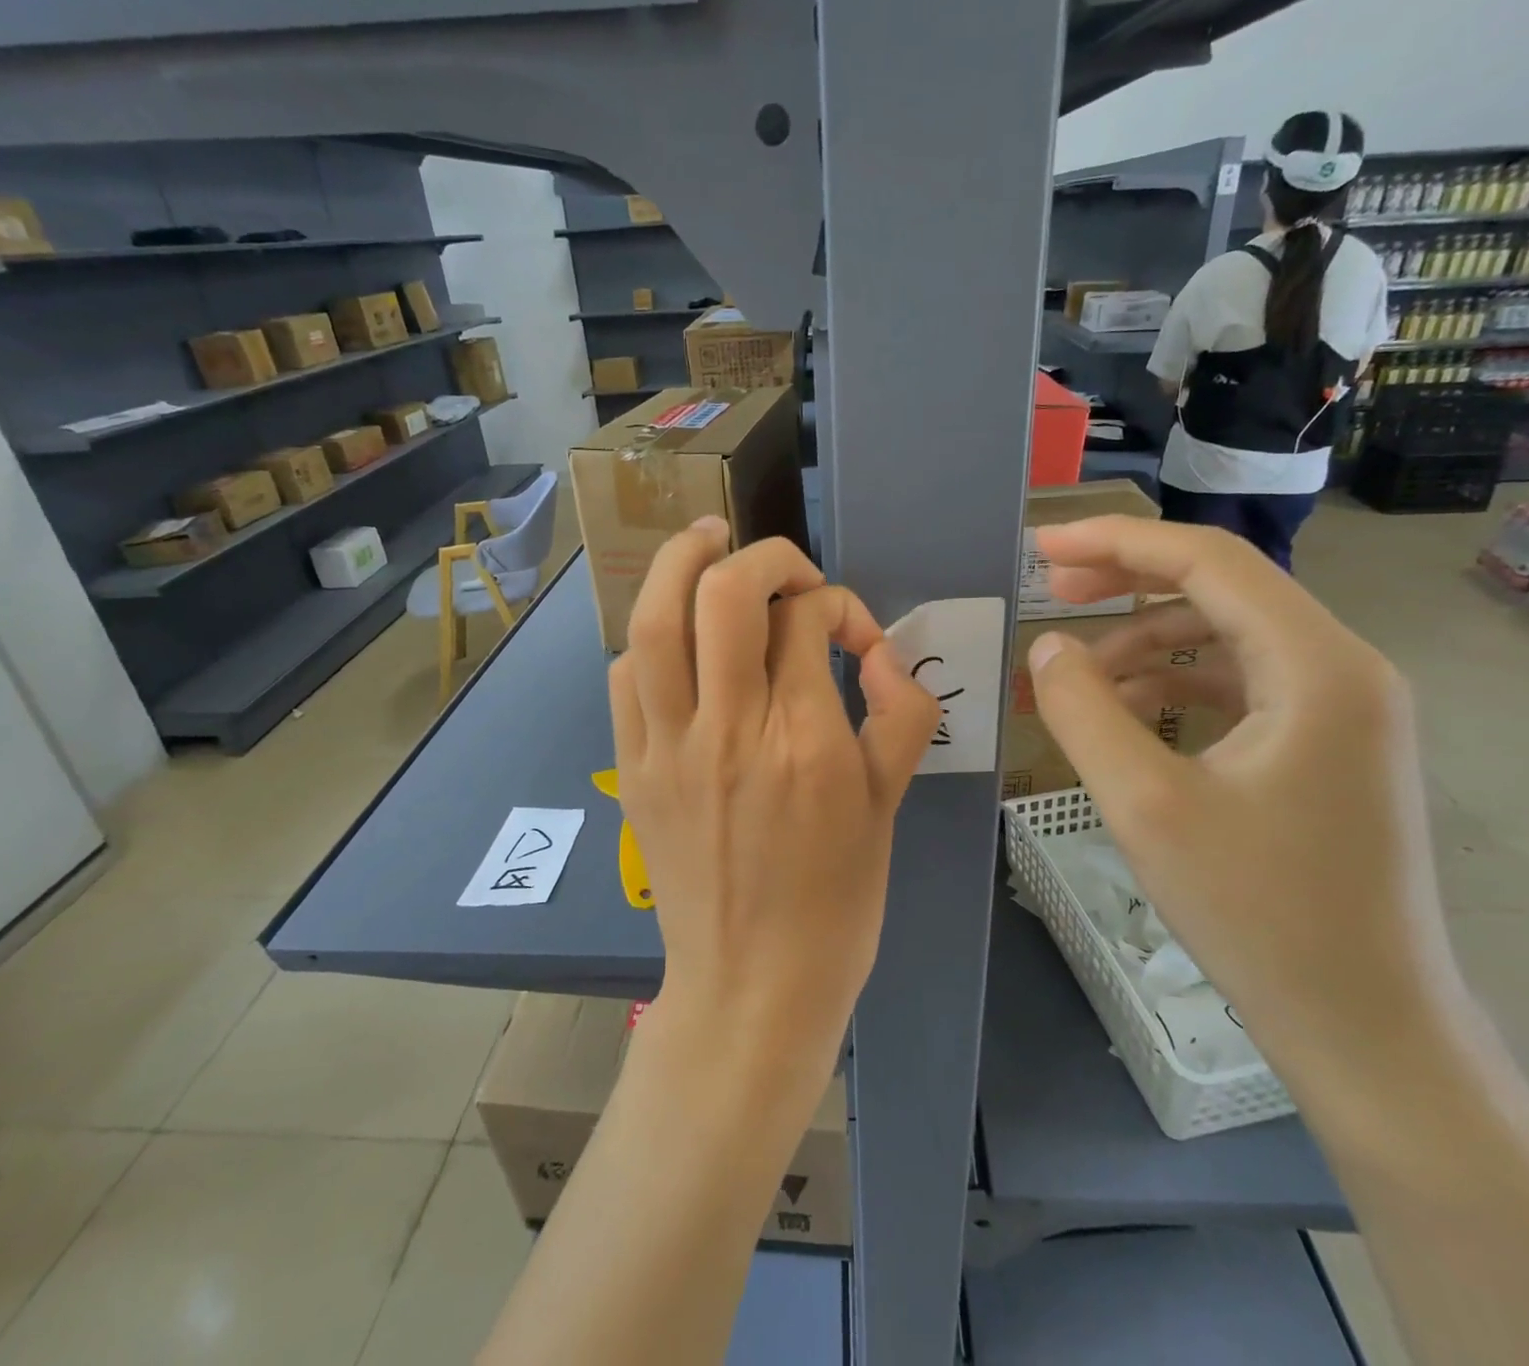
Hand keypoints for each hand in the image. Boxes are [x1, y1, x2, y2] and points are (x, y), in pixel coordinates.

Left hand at [608, 519, 939, 1073]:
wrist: (753, 987)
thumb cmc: (836, 902)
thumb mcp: (890, 806)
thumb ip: (902, 714)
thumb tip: (880, 652)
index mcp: (806, 742)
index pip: (807, 621)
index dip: (833, 604)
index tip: (848, 632)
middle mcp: (732, 730)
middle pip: (726, 595)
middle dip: (760, 556)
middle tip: (782, 564)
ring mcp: (671, 748)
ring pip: (656, 622)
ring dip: (679, 564)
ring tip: (706, 541)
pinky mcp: (634, 768)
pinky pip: (626, 676)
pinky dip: (651, 637)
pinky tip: (677, 639)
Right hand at [1027, 517, 1468, 1104]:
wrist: (1365, 1026)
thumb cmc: (1257, 912)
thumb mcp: (1144, 803)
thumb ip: (1083, 709)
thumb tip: (1047, 647)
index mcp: (1317, 666)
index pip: (1208, 561)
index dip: (1116, 542)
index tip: (1041, 547)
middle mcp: (1343, 668)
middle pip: (1220, 588)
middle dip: (1127, 582)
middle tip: (1050, 589)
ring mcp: (1340, 709)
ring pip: (1224, 637)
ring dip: (1144, 642)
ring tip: (1074, 674)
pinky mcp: (1325, 746)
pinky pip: (1238, 684)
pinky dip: (1173, 684)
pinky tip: (1123, 713)